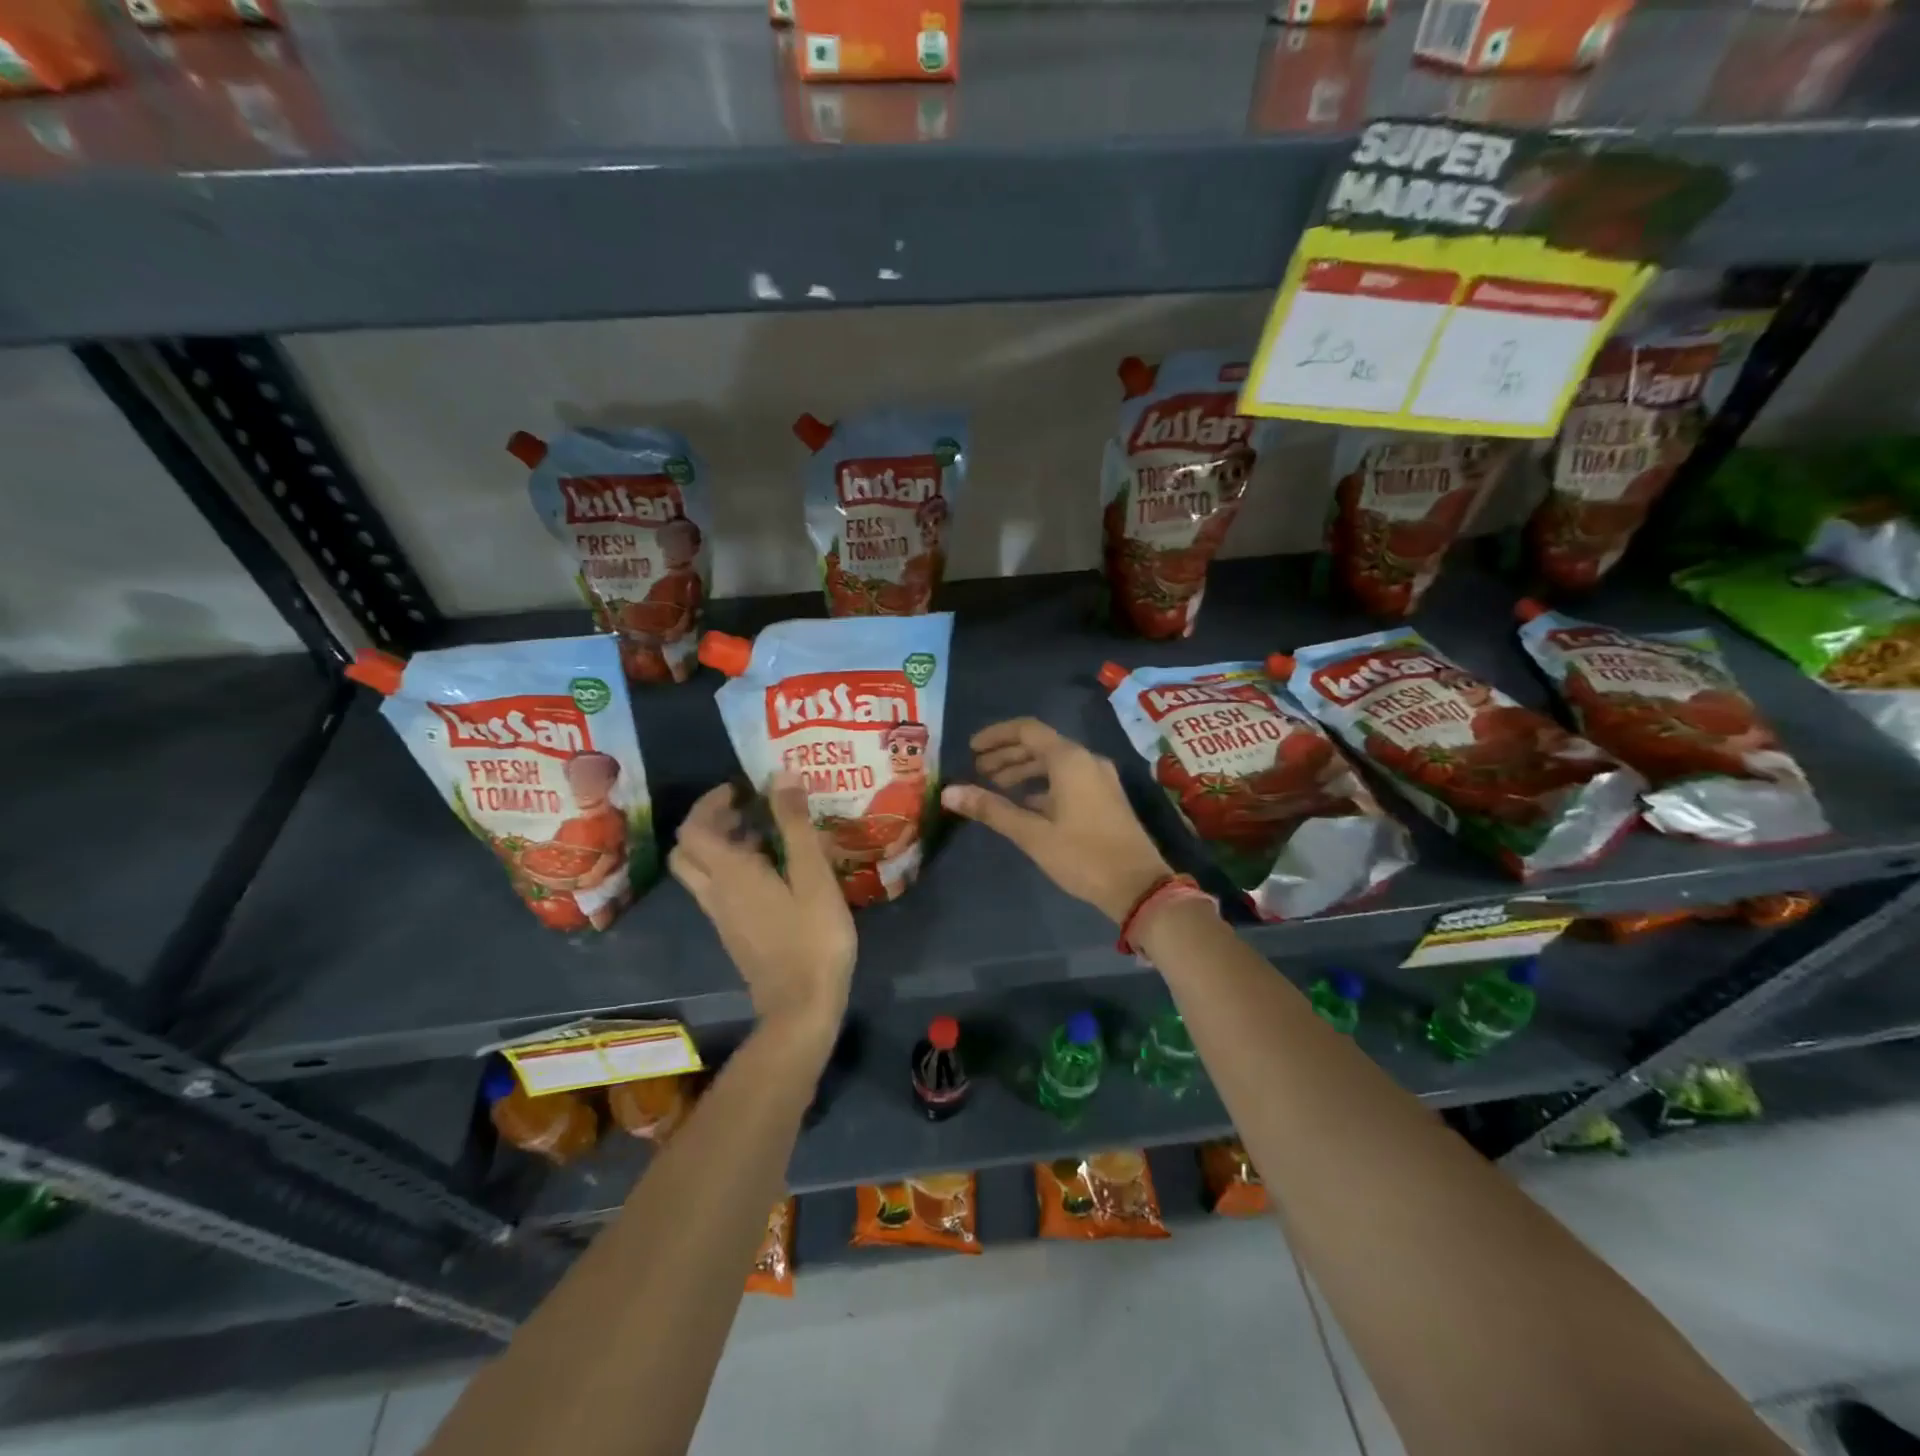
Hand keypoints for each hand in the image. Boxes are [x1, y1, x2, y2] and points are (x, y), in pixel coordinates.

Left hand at [670, 772, 855, 1040]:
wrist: (802, 1006)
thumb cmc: (812, 937)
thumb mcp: (812, 875)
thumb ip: (795, 825)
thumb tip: (780, 776)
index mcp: (730, 873)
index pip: (694, 828)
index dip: (711, 802)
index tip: (743, 788)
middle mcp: (716, 892)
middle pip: (689, 850)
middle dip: (711, 822)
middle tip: (748, 809)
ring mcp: (723, 917)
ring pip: (702, 872)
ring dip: (723, 846)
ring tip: (768, 835)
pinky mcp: (735, 934)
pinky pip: (720, 891)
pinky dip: (734, 870)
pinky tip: (775, 873)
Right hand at [942, 718, 1170, 923]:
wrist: (1139, 886)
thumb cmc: (1083, 856)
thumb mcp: (1032, 834)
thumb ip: (991, 809)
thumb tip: (949, 792)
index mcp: (1070, 760)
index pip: (1027, 730)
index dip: (996, 736)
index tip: (971, 749)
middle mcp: (1087, 760)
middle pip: (1040, 745)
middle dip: (1007, 755)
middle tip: (978, 770)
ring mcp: (1100, 779)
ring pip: (1055, 763)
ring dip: (1024, 771)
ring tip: (995, 787)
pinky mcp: (1105, 798)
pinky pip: (1068, 779)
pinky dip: (1042, 786)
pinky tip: (1025, 805)